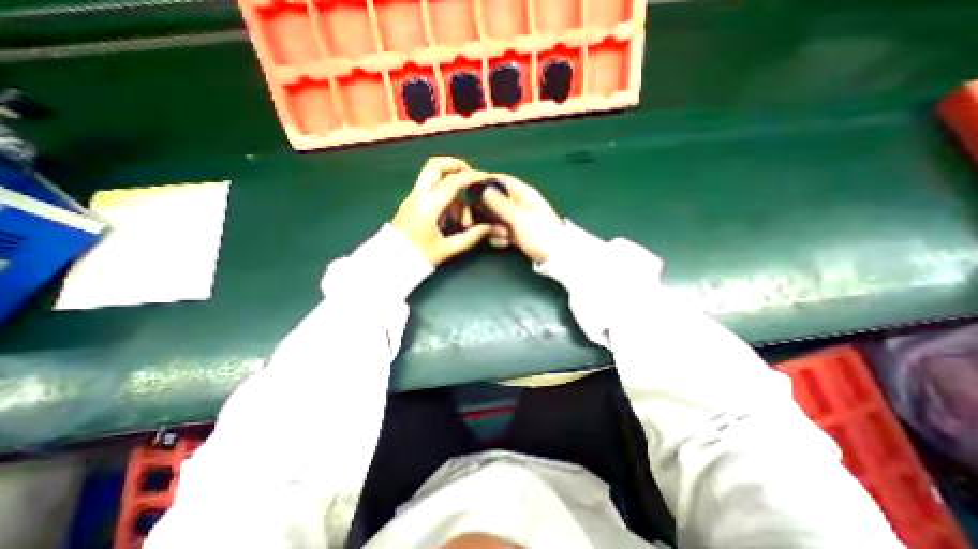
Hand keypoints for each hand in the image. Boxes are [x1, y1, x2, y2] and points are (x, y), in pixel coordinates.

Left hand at [393, 156, 492, 266]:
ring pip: (431, 175)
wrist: (391, 262)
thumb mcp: (448, 249)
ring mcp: (411, 197)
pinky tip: (448, 216)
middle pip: (435, 165)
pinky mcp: (410, 202)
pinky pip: (428, 188)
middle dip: (455, 165)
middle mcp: (418, 196)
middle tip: (470, 176)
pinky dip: (442, 194)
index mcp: (427, 207)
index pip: (452, 182)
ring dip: (450, 185)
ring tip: (459, 214)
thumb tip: (491, 228)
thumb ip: (471, 237)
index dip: (471, 177)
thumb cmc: (419, 257)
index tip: (484, 178)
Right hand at [481, 175, 561, 263]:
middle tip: (474, 220)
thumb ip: (501, 205)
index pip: (503, 181)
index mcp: (525, 195)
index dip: (487, 181)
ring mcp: (517, 219)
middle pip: (496, 200)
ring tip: (501, 236)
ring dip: (493, 227)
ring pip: (496, 217)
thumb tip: (484, 189)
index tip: (471, 188)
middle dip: (486, 211)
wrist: (555, 257)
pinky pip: (500, 231)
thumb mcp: (519, 219)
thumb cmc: (540, 234)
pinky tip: (504, 243)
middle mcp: (519, 204)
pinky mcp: (516, 233)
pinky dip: (499, 237)